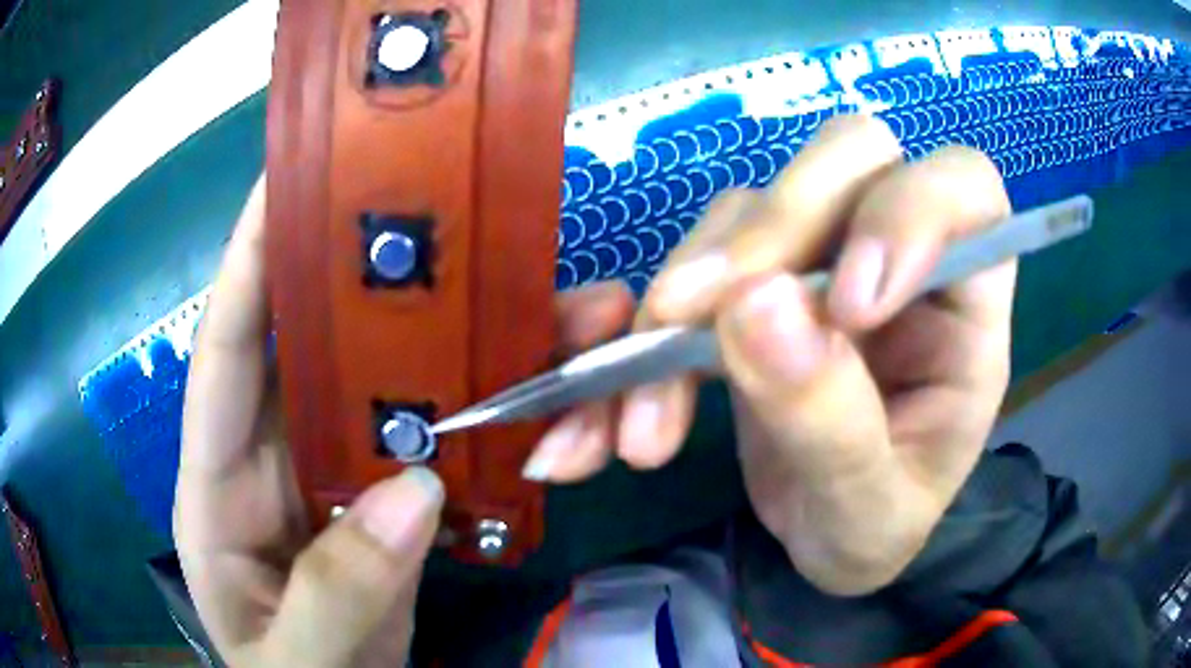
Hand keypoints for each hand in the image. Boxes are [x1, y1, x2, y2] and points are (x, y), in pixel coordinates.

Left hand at [174, 177, 635, 664]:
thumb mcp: (298, 658)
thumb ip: (335, 593)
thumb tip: (414, 495)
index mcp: (218, 484)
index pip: (226, 354)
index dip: (250, 261)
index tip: (288, 181)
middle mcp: (273, 455)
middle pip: (320, 344)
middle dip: (376, 277)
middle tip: (444, 209)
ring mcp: (335, 472)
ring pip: (393, 383)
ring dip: (459, 342)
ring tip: (539, 297)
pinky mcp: (387, 499)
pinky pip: (436, 435)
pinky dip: (485, 409)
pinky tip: (540, 383)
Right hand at [523, 115, 1013, 595]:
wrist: (827, 540)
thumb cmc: (877, 525)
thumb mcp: (868, 507)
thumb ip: (831, 420)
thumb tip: (754, 307)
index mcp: (967, 302)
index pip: (965, 188)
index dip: (909, 211)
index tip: (848, 307)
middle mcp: (898, 254)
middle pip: (848, 159)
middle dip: (772, 231)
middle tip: (700, 320)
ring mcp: (821, 258)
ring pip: (751, 209)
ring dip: (685, 300)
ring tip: (645, 419)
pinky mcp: (755, 282)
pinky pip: (693, 264)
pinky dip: (641, 329)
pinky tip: (612, 406)